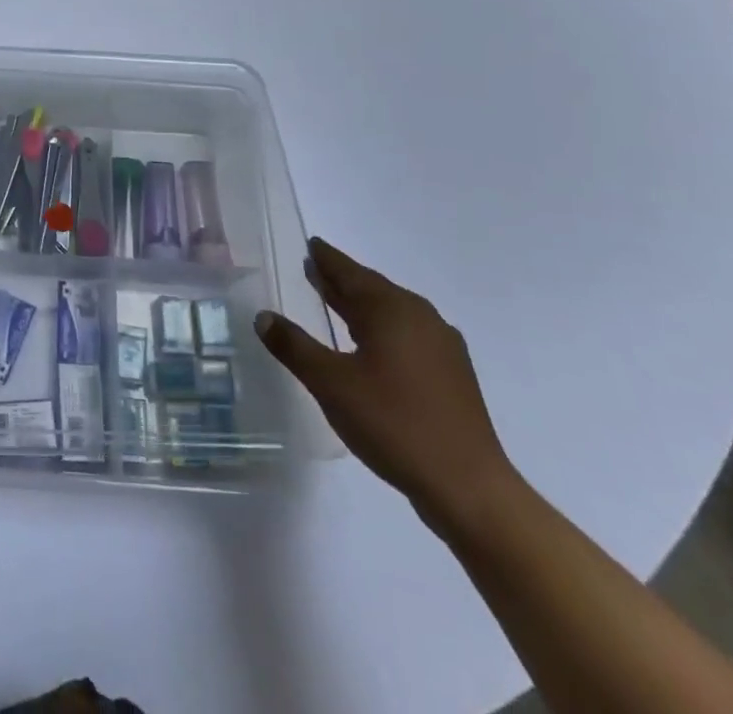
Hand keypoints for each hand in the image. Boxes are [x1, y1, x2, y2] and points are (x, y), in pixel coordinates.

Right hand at [254, 239, 518, 532]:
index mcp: (392, 310)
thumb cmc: (393, 423)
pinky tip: (371, 347)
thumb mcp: (330, 383)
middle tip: (314, 269)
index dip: (327, 259)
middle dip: (342, 280)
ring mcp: (442, 347)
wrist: (468, 488)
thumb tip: (263, 316)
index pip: (350, 272)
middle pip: (373, 289)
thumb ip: (294, 346)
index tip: (311, 245)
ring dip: (362, 306)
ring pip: (392, 313)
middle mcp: (420, 317)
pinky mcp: (452, 375)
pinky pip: (407, 335)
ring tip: (335, 304)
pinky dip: (382, 330)